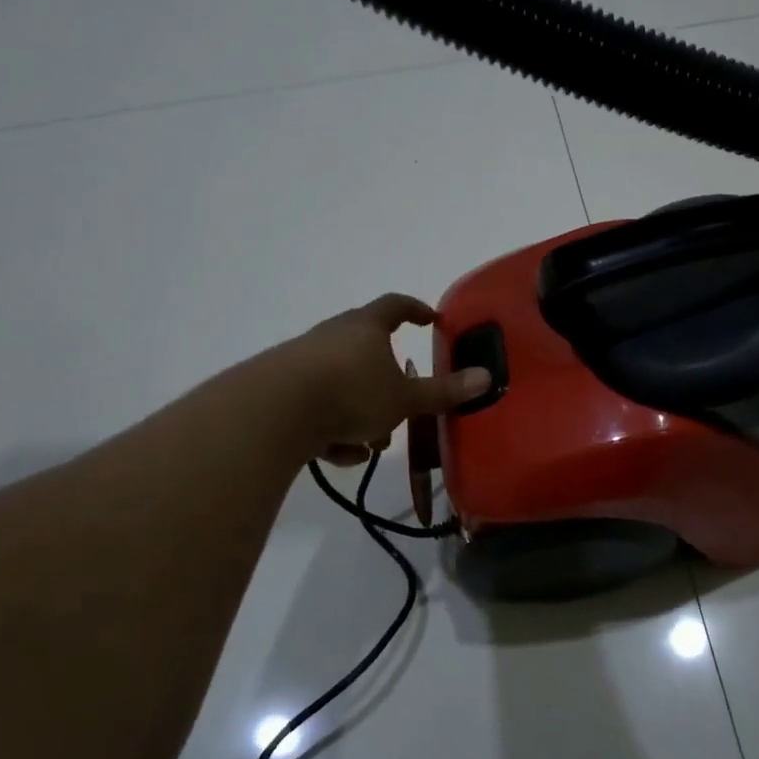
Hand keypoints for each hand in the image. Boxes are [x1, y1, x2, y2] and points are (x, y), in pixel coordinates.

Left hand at [277, 294, 489, 464]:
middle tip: (401, 405)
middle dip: (387, 383)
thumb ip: (444, 391)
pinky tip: (336, 452)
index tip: (431, 320)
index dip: (416, 310)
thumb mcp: (404, 398)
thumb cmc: (350, 392)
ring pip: (343, 385)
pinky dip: (332, 428)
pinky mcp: (280, 390)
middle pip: (367, 351)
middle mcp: (332, 336)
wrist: (272, 413)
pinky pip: (318, 407)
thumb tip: (487, 377)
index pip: (396, 306)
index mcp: (365, 327)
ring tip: (366, 444)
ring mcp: (302, 361)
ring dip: (360, 414)